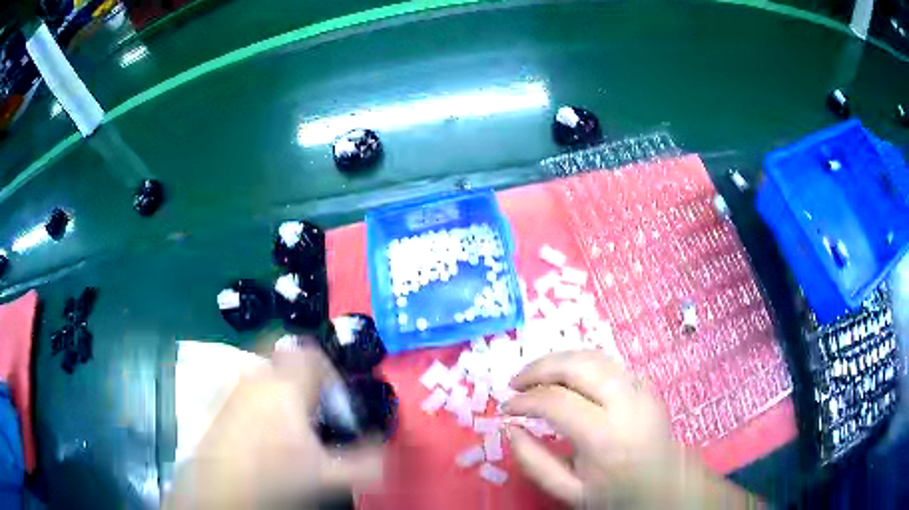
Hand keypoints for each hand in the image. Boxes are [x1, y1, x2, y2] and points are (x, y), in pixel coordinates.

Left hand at [164, 344, 383, 508]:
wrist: (222, 488)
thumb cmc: (275, 475)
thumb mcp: (326, 473)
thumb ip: (365, 460)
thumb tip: (384, 449)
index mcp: (286, 387)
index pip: (312, 355)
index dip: (330, 372)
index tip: (337, 399)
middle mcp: (257, 379)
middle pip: (284, 354)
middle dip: (303, 373)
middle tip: (313, 403)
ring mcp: (235, 388)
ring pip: (263, 371)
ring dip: (281, 386)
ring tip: (290, 420)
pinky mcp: (220, 402)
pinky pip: (246, 387)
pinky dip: (259, 397)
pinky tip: (263, 430)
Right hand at [503, 351, 757, 507]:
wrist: (664, 484)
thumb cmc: (615, 492)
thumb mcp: (569, 491)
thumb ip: (533, 462)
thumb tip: (508, 428)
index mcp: (606, 437)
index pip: (556, 402)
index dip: (524, 401)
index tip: (505, 408)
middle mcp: (626, 403)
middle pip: (577, 365)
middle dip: (539, 367)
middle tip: (515, 382)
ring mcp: (640, 387)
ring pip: (593, 356)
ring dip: (558, 361)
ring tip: (535, 377)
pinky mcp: (645, 383)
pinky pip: (607, 363)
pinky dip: (580, 364)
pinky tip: (565, 380)